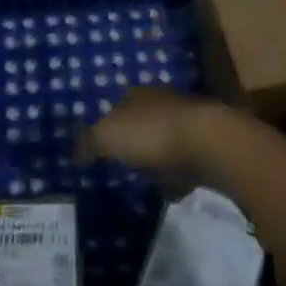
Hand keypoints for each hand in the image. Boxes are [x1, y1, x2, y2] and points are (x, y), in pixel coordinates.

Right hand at [75, 87, 228, 195]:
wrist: (211, 144)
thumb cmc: (154, 134)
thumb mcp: (108, 136)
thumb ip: (89, 142)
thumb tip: (74, 153)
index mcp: (140, 95)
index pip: (119, 103)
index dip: (108, 122)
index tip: (100, 145)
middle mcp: (165, 102)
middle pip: (144, 120)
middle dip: (135, 139)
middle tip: (121, 162)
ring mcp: (190, 123)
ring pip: (167, 139)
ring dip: (158, 156)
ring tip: (145, 179)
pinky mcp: (209, 146)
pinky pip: (186, 161)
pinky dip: (179, 174)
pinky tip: (171, 190)